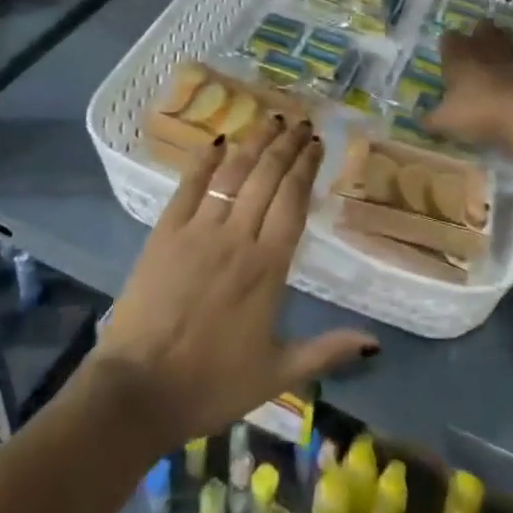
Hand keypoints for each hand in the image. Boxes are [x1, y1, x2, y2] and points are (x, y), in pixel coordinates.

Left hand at [90, 116, 377, 449]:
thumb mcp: (276, 374)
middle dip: (287, 145)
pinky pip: (189, 186)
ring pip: (233, 173)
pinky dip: (204, 160)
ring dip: (255, 143)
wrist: (137, 392)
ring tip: (271, 120)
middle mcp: (238, 236)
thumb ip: (326, 351)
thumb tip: (375, 344)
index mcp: (268, 266)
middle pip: (268, 177)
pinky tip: (218, 141)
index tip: (317, 144)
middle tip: (301, 123)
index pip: (293, 200)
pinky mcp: (165, 233)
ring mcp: (198, 230)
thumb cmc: (211, 384)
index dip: (306, 167)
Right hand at [425, 24, 512, 148]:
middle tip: (475, 55)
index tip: (447, 59)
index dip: (447, 47)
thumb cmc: (480, 111)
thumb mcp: (447, 121)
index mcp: (459, 54)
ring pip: (507, 41)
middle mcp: (486, 46)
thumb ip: (431, 119)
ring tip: (498, 70)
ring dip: (502, 51)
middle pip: (482, 28)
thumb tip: (418, 119)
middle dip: (478, 37)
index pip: (448, 38)